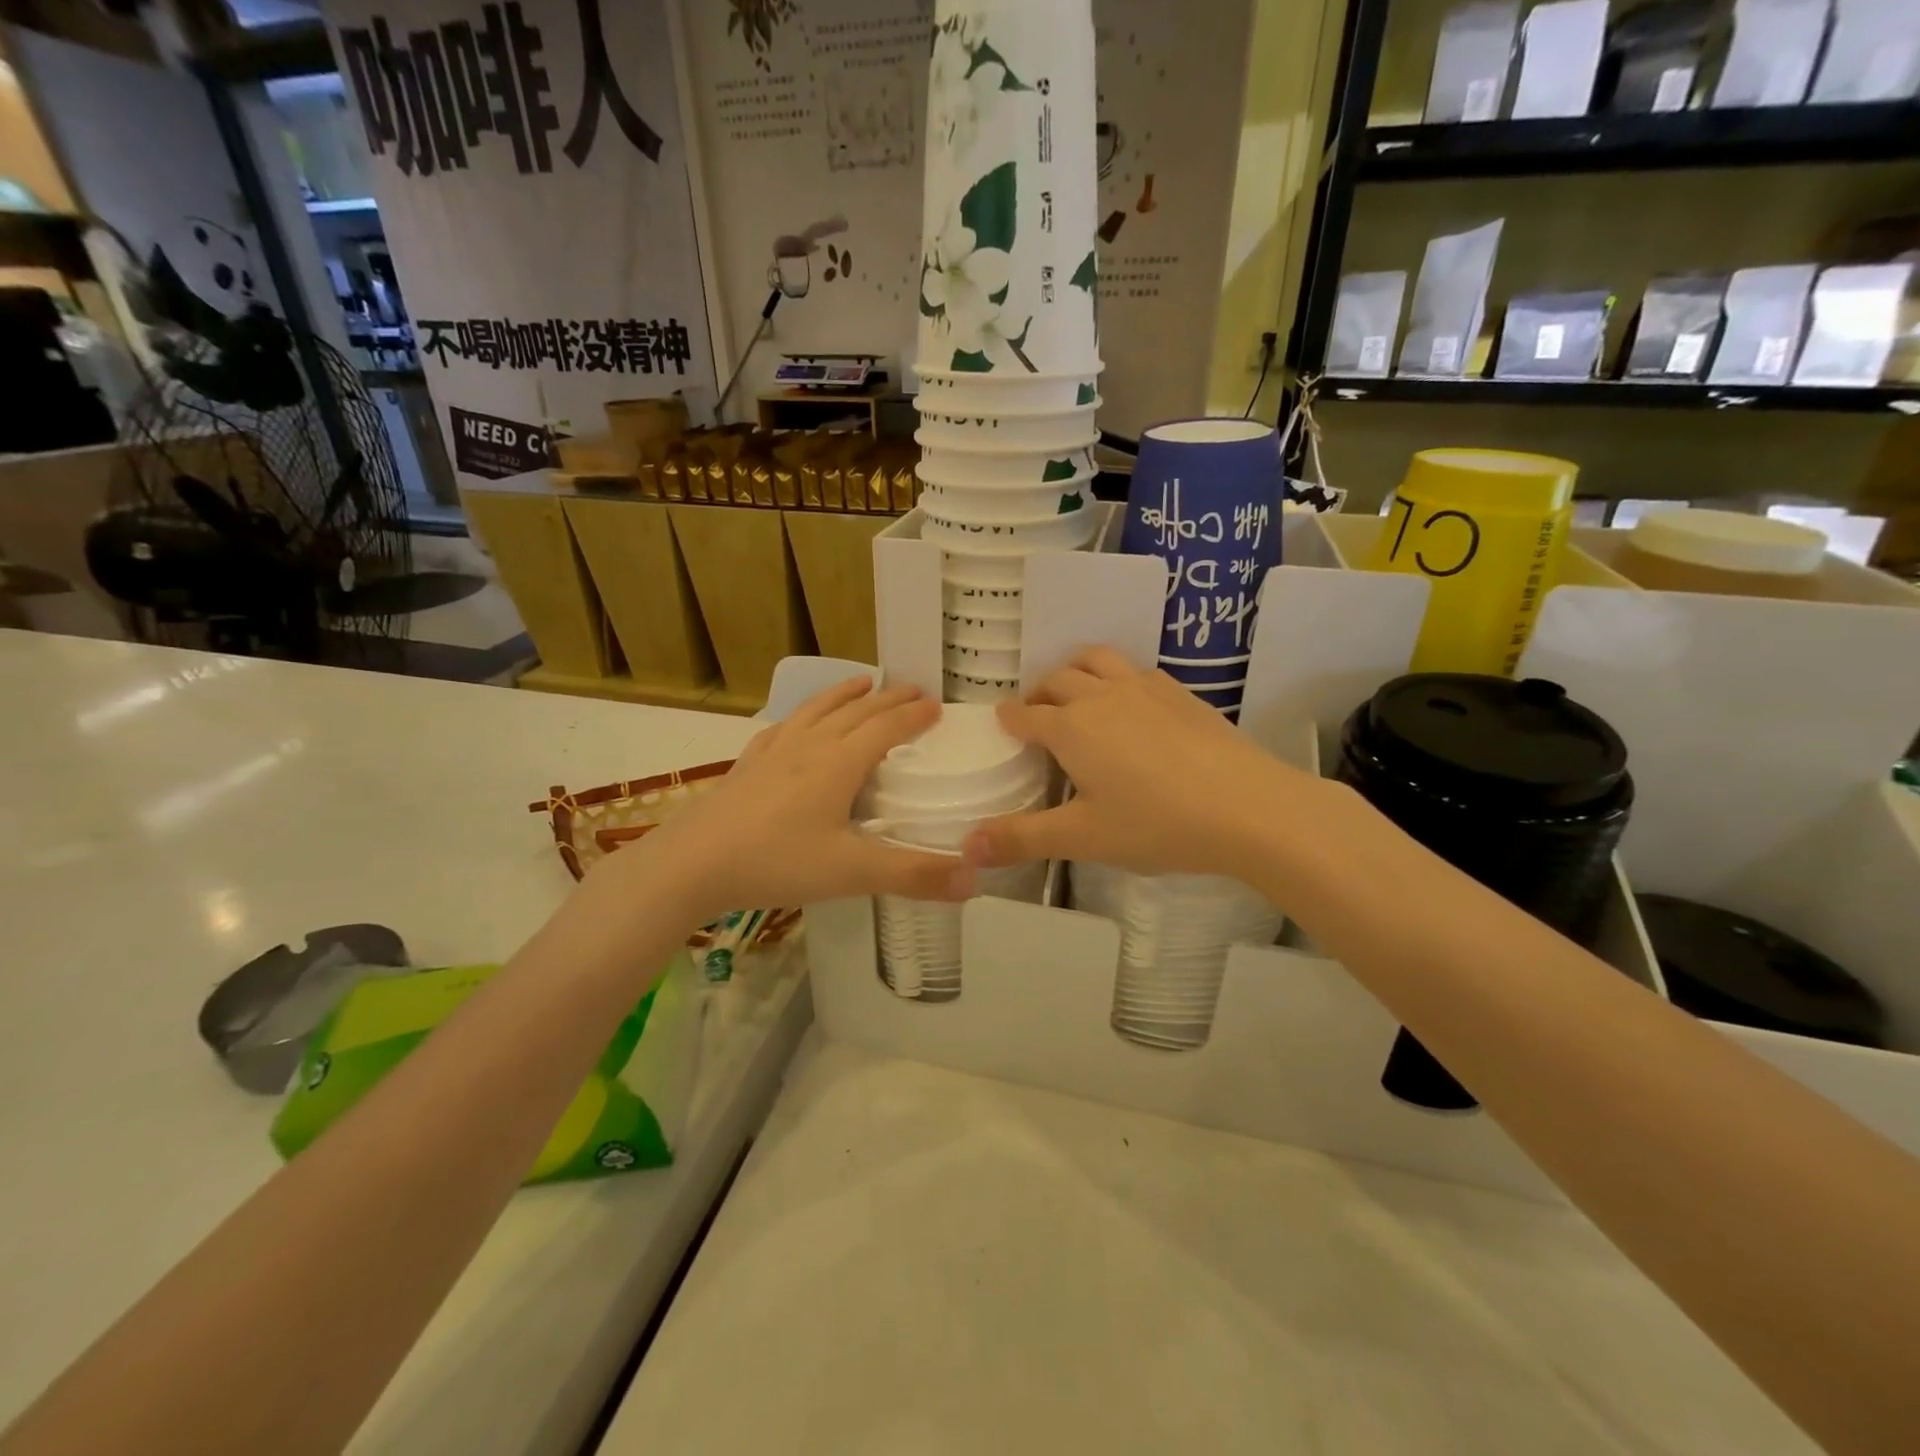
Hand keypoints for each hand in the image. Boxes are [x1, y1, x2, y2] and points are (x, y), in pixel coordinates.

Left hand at [607, 678, 972, 923]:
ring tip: (861, 681)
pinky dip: (800, 716)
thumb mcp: (852, 873)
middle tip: (913, 688)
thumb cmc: (778, 862)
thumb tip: (977, 877)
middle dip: (888, 698)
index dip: (914, 715)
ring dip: (844, 694)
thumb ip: (915, 874)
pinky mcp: (747, 765)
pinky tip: (795, 723)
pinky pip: (782, 728)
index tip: (937, 705)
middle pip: (856, 711)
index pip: (887, 727)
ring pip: (817, 710)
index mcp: (840, 763)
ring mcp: (774, 752)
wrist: (692, 863)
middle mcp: (810, 746)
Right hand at [965, 648, 1322, 878]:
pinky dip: (1117, 676)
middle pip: (1057, 679)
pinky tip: (1131, 704)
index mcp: (1071, 728)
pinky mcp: (1180, 692)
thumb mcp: (1083, 838)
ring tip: (1077, 694)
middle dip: (1039, 693)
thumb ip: (1022, 838)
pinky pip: (1135, 669)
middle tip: (1037, 716)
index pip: (1026, 714)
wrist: (1248, 807)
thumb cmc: (1157, 824)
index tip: (1003, 724)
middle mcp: (1102, 696)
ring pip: (1097, 660)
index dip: (1009, 719)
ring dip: (1076, 671)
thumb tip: (966, 846)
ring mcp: (1145, 688)